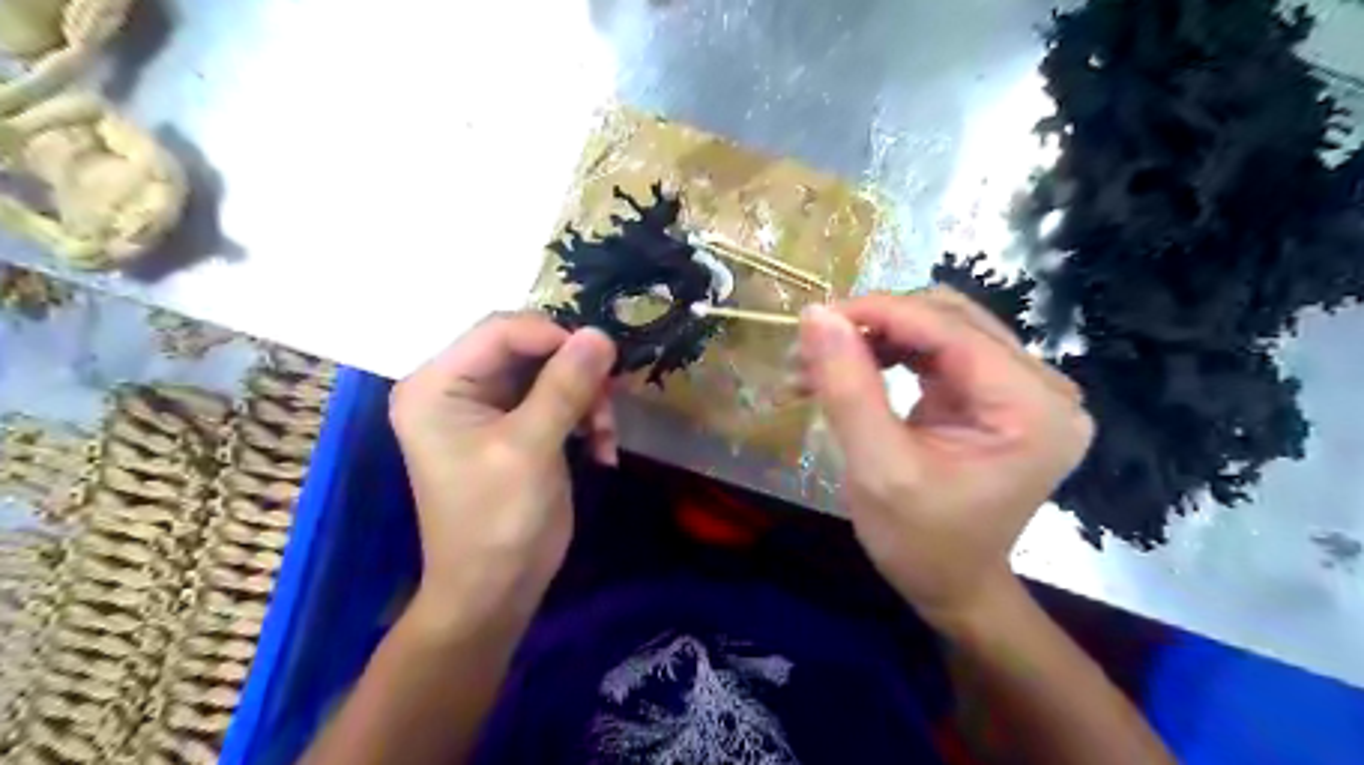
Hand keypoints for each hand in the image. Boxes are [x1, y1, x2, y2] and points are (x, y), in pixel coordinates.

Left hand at [386, 312, 616, 624]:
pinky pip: (557, 399)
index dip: (555, 336)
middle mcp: (457, 386)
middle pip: (528, 348)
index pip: (500, 330)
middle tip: (610, 403)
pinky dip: (585, 418)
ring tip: (607, 436)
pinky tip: (603, 450)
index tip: (604, 360)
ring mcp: (487, 407)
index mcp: (437, 384)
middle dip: (575, 373)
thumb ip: (564, 387)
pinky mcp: (514, 426)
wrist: (494, 592)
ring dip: (587, 398)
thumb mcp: (531, 448)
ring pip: (551, 372)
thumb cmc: (498, 521)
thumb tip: (601, 334)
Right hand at [796, 290, 1093, 631]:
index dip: (879, 313)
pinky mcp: (995, 393)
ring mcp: (1021, 387)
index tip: (814, 319)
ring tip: (819, 364)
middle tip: (813, 348)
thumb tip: (815, 314)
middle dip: (874, 325)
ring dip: (875, 338)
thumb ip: (848, 387)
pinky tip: (848, 370)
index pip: (950, 330)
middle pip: (948, 319)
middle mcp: (1041, 386)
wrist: (953, 587)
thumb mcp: (878, 469)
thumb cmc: (921, 543)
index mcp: (1032, 408)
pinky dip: (886, 354)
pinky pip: (936, 351)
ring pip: (937, 329)